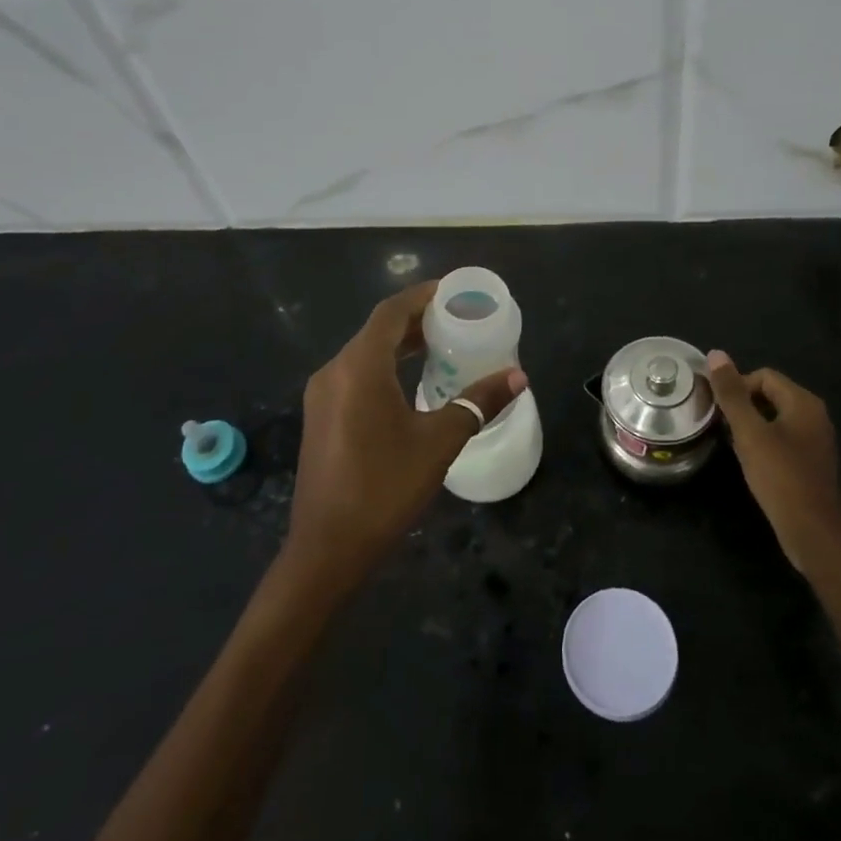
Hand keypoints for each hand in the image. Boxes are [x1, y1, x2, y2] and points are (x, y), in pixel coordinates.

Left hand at [289, 281, 525, 586]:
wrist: (328, 548)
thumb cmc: (385, 487)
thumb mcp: (439, 442)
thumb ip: (479, 403)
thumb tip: (518, 376)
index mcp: (359, 367)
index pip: (391, 312)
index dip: (422, 296)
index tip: (454, 293)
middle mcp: (334, 371)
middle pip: (377, 330)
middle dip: (416, 320)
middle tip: (457, 320)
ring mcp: (323, 395)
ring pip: (365, 353)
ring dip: (400, 345)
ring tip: (442, 346)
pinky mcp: (321, 417)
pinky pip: (356, 375)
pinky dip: (385, 367)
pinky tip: (411, 382)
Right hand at [706, 350, 840, 573]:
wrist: (812, 531)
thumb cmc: (780, 476)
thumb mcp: (749, 432)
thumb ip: (732, 394)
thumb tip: (716, 354)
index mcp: (803, 402)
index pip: (763, 376)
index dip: (737, 387)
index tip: (718, 411)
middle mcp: (814, 415)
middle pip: (770, 394)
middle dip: (742, 406)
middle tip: (721, 427)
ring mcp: (815, 439)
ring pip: (775, 418)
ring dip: (751, 425)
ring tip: (732, 444)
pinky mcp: (811, 462)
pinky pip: (783, 438)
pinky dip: (764, 442)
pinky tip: (751, 461)